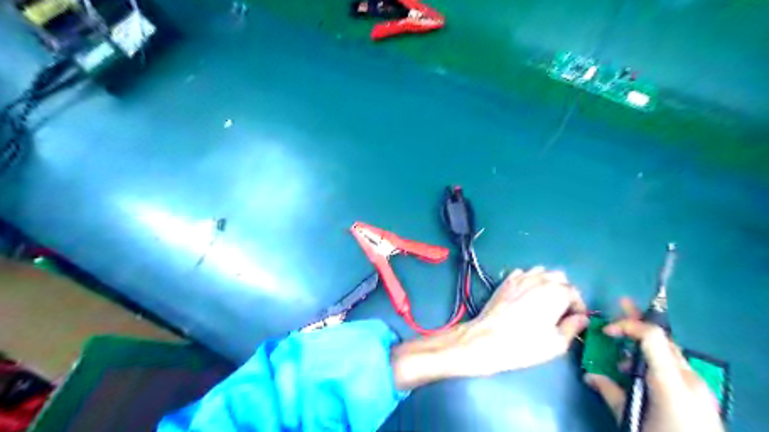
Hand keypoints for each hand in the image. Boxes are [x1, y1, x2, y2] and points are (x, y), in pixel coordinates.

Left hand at [394, 267, 589, 387]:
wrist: (476, 343)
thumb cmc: (514, 349)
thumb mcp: (550, 345)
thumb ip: (568, 327)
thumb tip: (577, 316)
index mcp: (547, 293)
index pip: (571, 289)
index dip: (575, 304)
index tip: (573, 317)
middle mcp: (531, 279)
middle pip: (557, 276)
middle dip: (562, 290)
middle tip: (559, 311)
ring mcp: (514, 279)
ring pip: (538, 271)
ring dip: (545, 284)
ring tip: (543, 304)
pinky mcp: (501, 284)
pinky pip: (521, 274)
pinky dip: (529, 281)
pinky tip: (524, 297)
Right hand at [587, 299, 724, 431]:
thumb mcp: (630, 418)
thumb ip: (610, 392)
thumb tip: (588, 375)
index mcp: (670, 380)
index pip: (652, 336)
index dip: (627, 325)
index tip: (606, 331)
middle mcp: (688, 377)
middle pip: (663, 338)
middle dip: (639, 321)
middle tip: (621, 303)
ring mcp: (698, 386)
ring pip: (669, 352)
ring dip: (645, 344)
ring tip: (623, 354)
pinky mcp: (700, 395)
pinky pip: (676, 367)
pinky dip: (657, 360)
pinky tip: (642, 373)